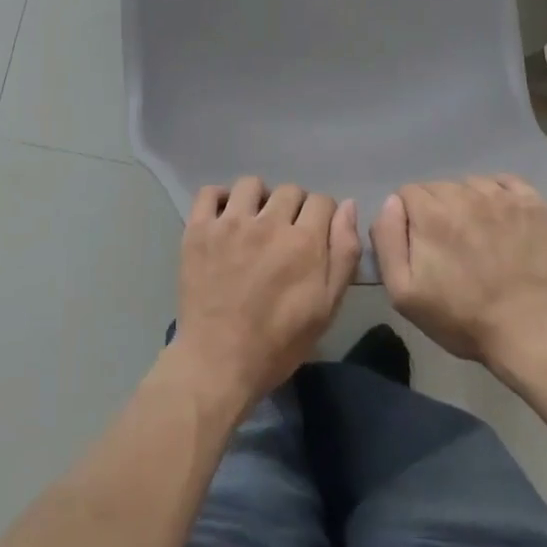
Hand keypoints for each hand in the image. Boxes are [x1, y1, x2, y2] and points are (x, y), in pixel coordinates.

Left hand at [170, 176, 361, 409]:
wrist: (219, 362)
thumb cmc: (279, 342)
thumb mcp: (327, 307)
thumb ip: (344, 253)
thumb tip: (347, 206)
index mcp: (304, 241)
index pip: (322, 201)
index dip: (322, 217)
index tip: (314, 235)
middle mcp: (268, 222)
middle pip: (289, 190)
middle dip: (293, 208)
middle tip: (284, 234)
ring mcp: (230, 223)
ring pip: (251, 184)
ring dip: (258, 199)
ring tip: (254, 223)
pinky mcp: (199, 229)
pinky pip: (210, 192)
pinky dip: (219, 199)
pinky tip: (224, 218)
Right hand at [371, 175, 546, 370]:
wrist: (528, 332)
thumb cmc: (460, 317)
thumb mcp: (402, 291)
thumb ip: (387, 238)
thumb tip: (391, 202)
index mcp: (431, 213)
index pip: (407, 193)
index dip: (410, 218)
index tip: (422, 245)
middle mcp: (464, 194)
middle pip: (438, 187)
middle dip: (437, 210)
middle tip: (450, 245)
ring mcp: (502, 197)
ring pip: (470, 184)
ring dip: (467, 203)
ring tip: (478, 237)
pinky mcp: (532, 203)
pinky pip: (505, 182)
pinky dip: (498, 195)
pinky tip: (501, 221)